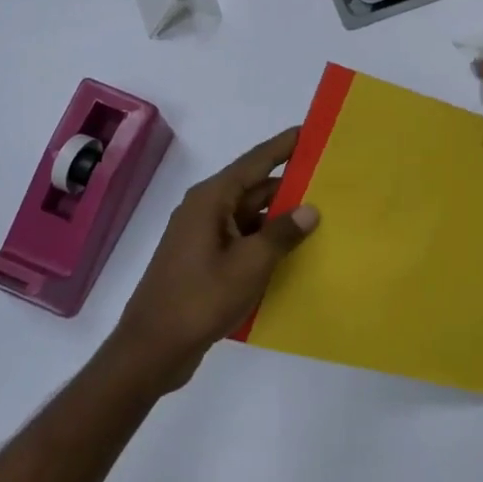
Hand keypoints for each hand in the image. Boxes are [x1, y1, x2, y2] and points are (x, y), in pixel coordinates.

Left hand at [110, 129, 318, 390]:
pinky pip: (243, 239)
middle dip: (290, 184)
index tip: (312, 131)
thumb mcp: (250, 265)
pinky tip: (294, 251)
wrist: (151, 350)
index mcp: (212, 199)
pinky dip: (266, 240)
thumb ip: (282, 233)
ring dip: (280, 217)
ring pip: (250, 215)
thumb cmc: (200, 299)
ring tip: (322, 215)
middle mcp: (206, 210)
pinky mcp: (205, 261)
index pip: (255, 161)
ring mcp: (204, 237)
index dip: (284, 146)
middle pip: (254, 187)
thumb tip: (310, 208)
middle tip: (330, 181)